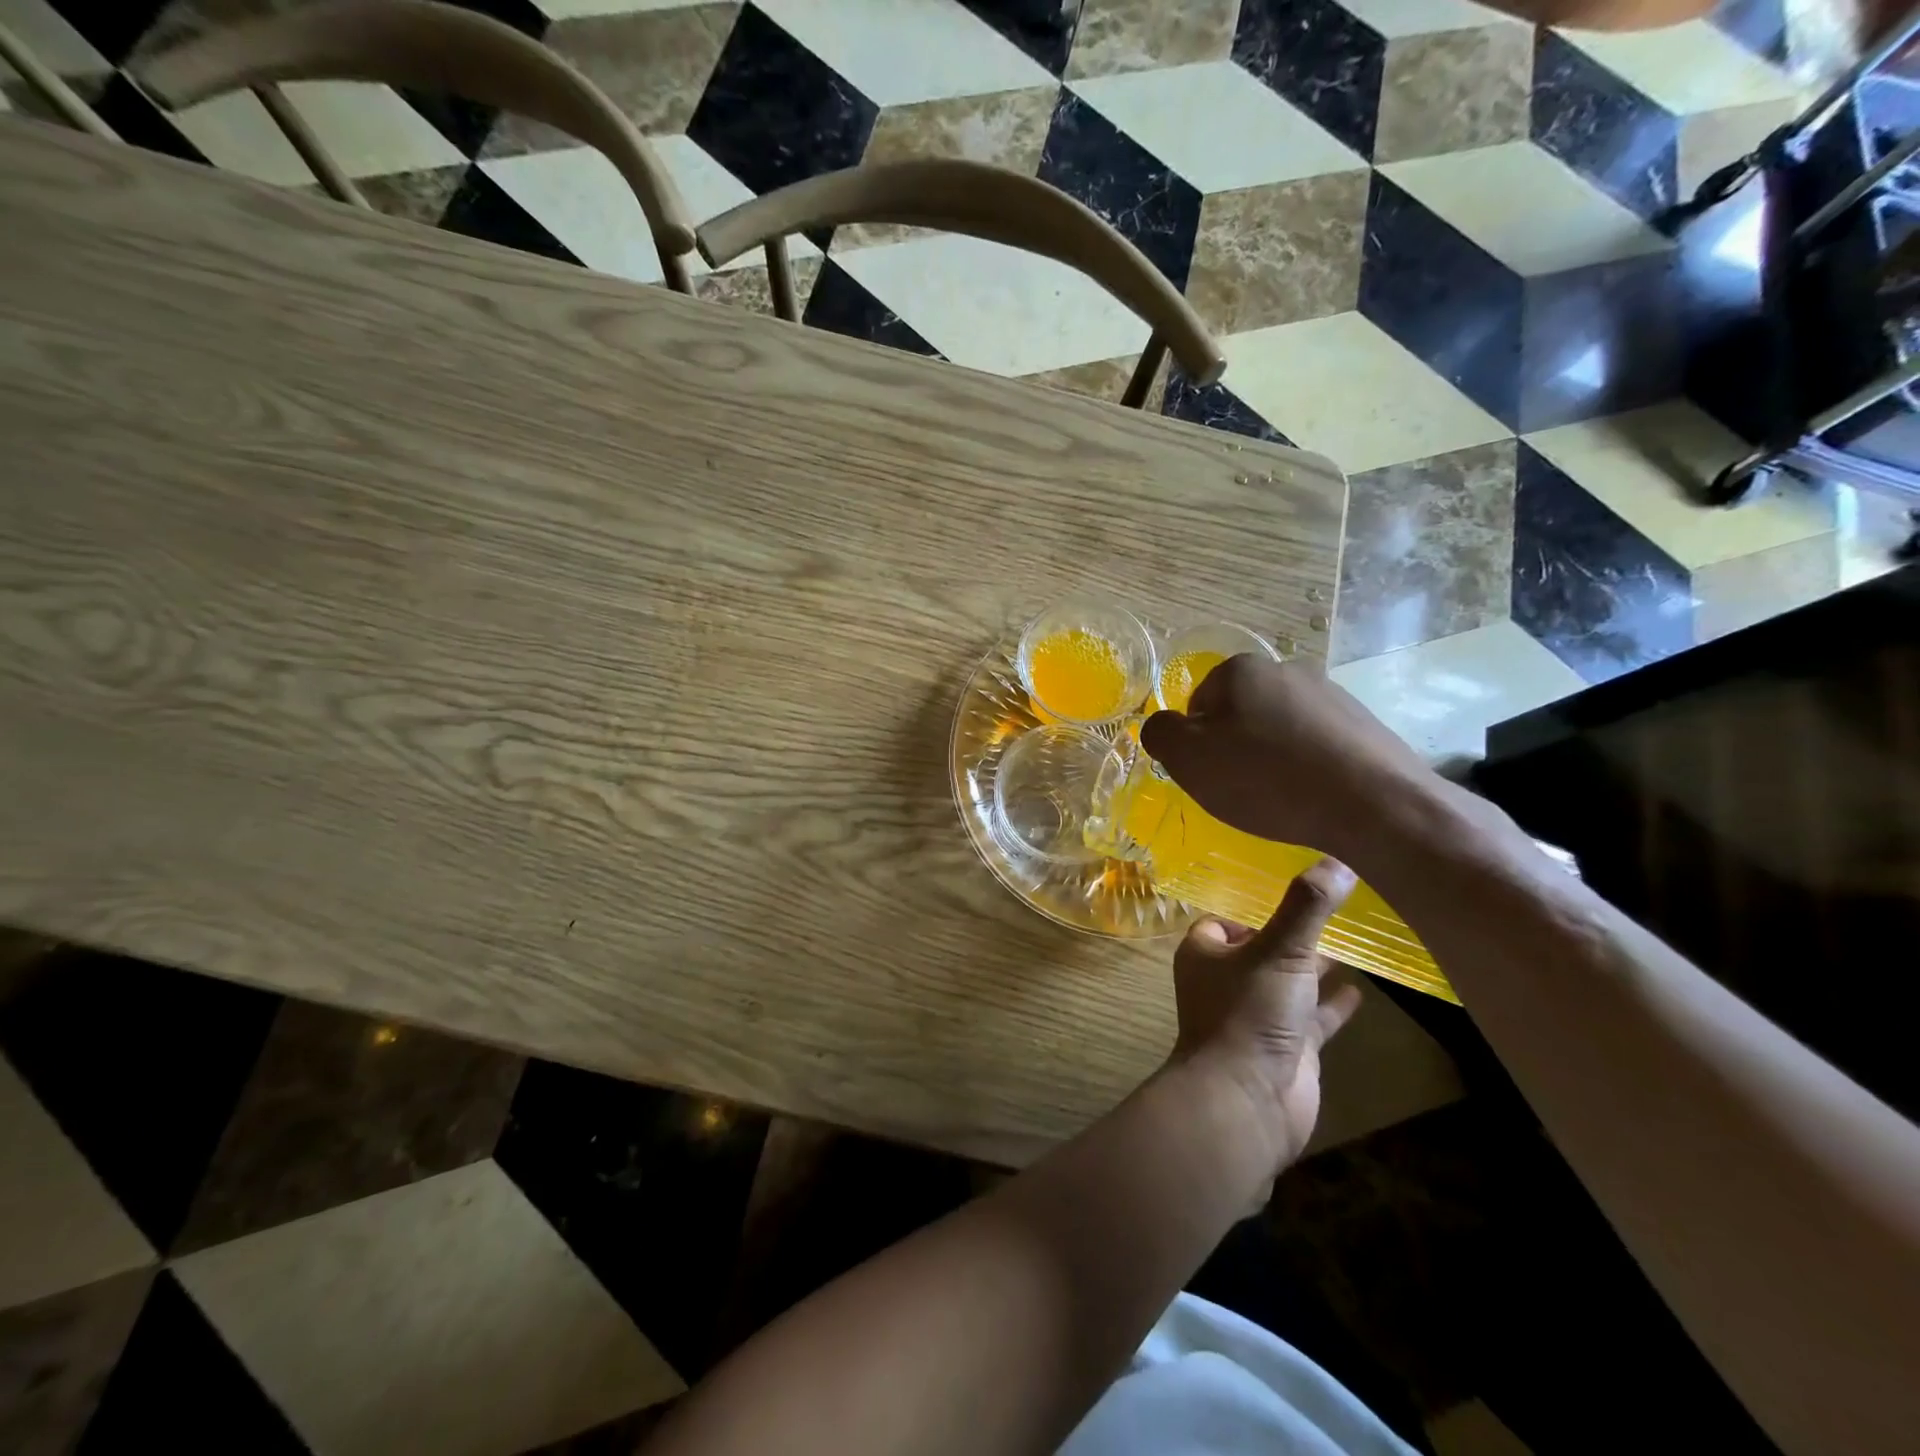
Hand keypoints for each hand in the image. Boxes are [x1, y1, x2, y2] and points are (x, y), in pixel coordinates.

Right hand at [1139, 655, 1431, 861]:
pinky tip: (1312, 796)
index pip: (1198, 703)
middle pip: (1240, 713)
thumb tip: (1163, 726)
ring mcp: (1331, 694)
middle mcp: (1287, 669)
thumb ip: (1159, 734)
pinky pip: (1316, 745)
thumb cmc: (1266, 777)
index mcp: (1241, 670)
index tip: (1210, 774)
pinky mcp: (1364, 724)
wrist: (1373, 805)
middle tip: (1240, 788)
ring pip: (1279, 728)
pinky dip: (1307, 767)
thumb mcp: (1188, 759)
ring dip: (1271, 757)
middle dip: (1234, 747)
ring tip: (1280, 797)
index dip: (1196, 743)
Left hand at [1168, 858, 1364, 1182]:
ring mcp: (1258, 1016)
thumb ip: (1307, 907)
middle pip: (1262, 948)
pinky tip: (1361, 990)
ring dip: (1315, 966)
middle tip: (1332, 907)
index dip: (1252, 904)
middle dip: (1291, 932)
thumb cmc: (1249, 1012)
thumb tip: (1338, 858)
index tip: (1291, 884)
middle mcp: (1228, 981)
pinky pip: (1313, 1017)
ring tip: (1352, 939)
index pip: (1226, 918)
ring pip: (1290, 982)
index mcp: (1207, 953)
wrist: (1247, 1100)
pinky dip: (1332, 1005)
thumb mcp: (1279, 950)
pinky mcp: (1288, 1047)